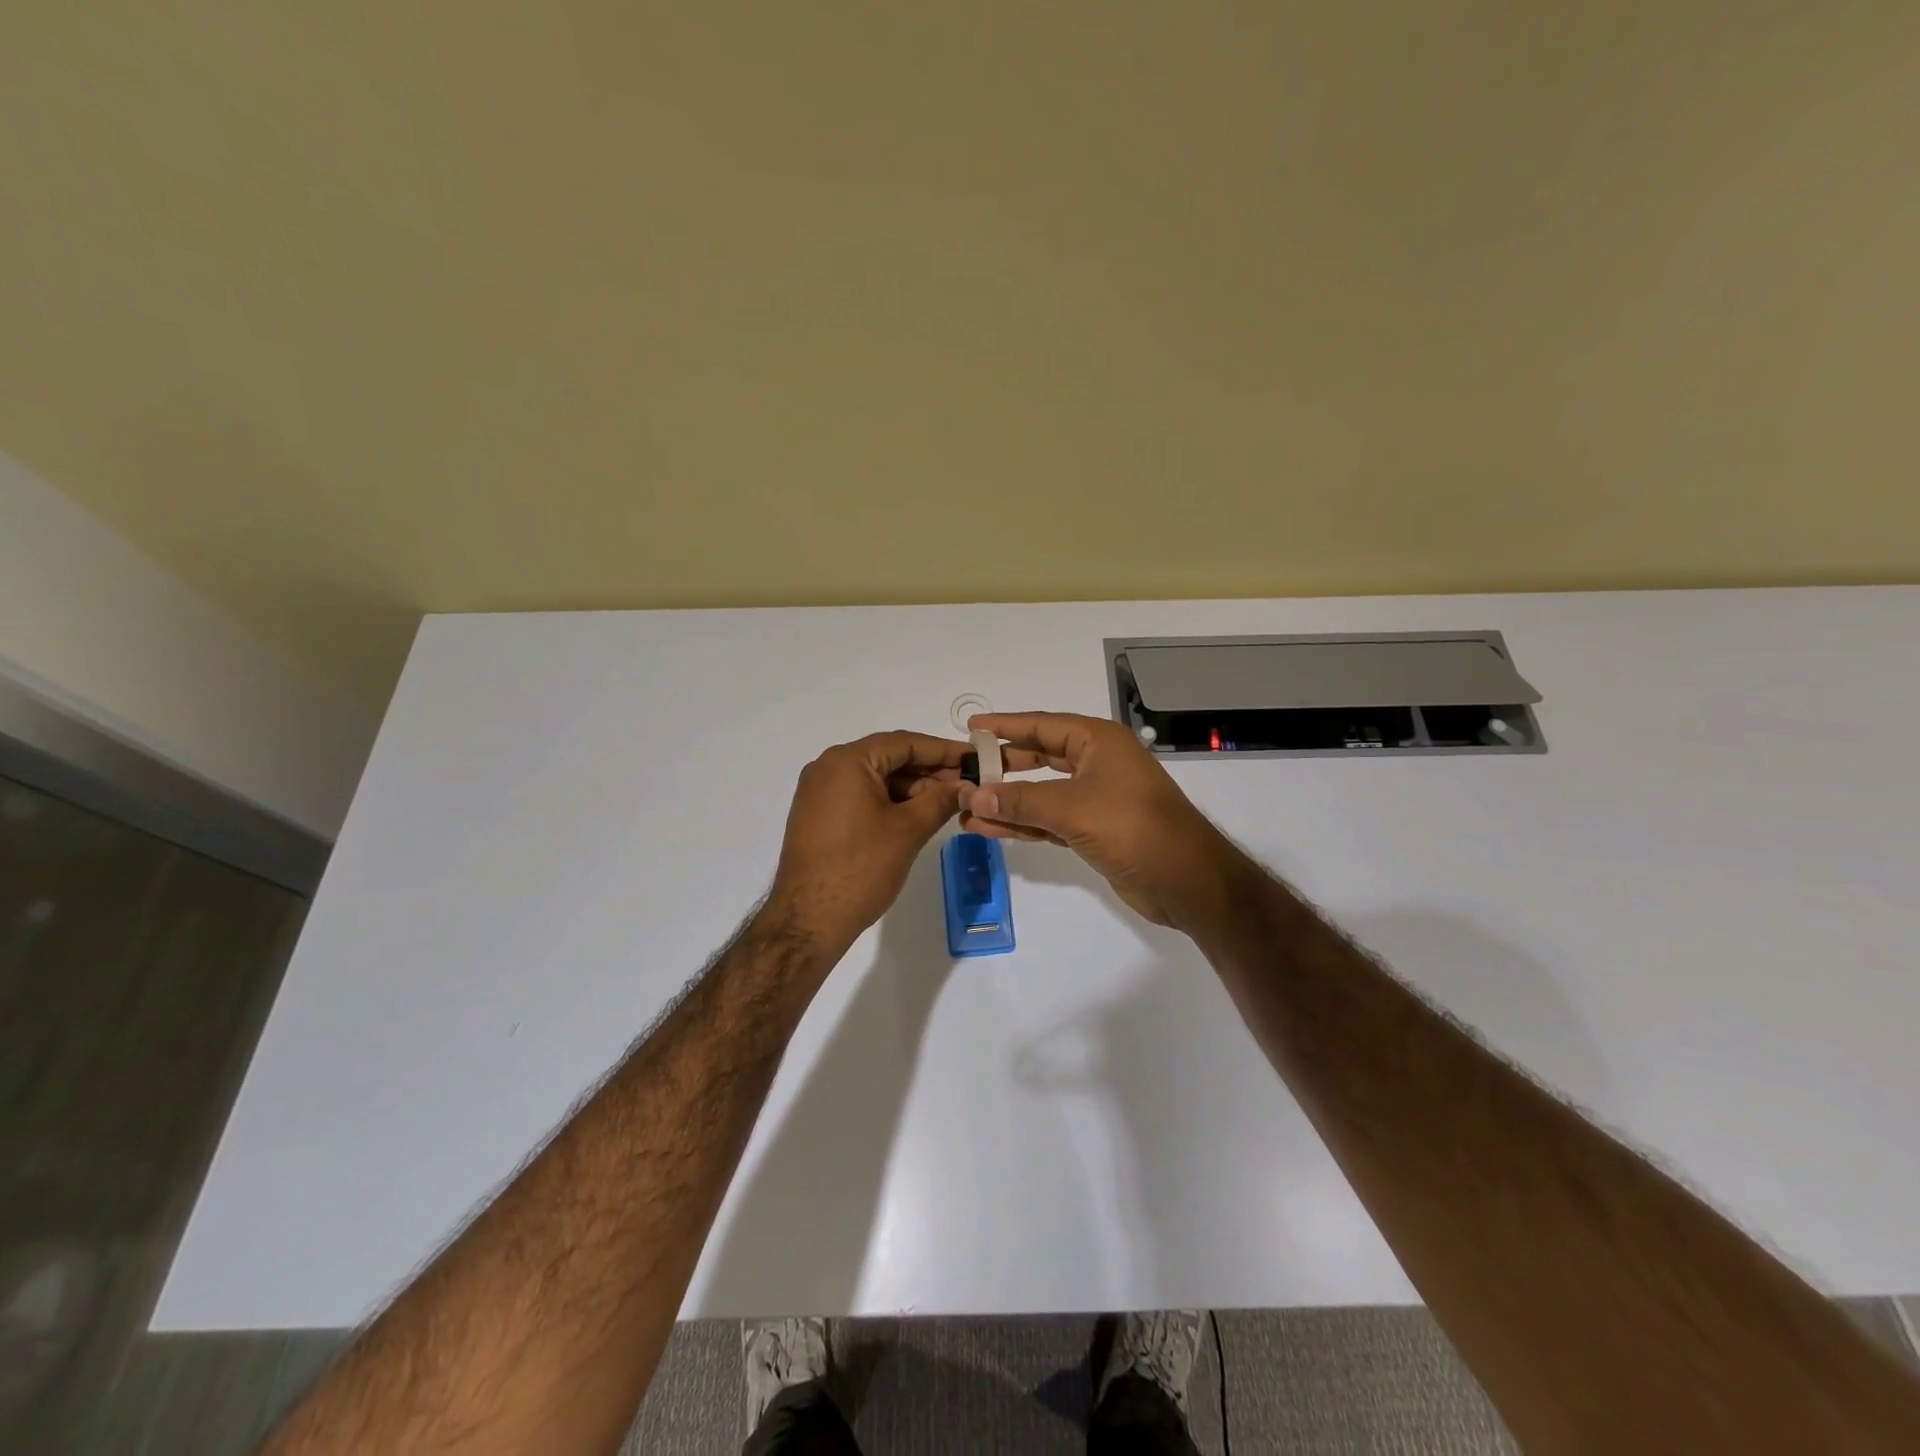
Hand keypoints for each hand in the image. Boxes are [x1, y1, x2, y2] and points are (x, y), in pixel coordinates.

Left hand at [765, 730, 968, 954]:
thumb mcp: (909, 830)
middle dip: (929, 770)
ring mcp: (819, 792)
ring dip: (912, 788)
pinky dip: (890, 801)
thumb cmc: (861, 868)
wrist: (808, 920)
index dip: (943, 750)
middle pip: (889, 757)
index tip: (975, 759)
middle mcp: (828, 767)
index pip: (904, 742)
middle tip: (967, 784)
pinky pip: (861, 795)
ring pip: (876, 778)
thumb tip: (968, 786)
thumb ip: (941, 800)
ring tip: (948, 802)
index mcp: (847, 761)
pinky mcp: (819, 815)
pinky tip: (918, 814)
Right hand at [957, 711, 1249, 929]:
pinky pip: (1048, 820)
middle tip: (963, 773)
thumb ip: (1020, 801)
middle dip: (1001, 768)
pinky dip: (1023, 824)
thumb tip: (971, 797)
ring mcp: (1095, 798)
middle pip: (1038, 758)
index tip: (971, 729)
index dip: (1005, 726)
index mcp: (1097, 741)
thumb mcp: (1071, 808)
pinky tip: (989, 829)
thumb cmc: (1132, 827)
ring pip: (1040, 794)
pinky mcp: (1093, 830)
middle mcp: (1096, 763)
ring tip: (964, 809)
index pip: (1041, 726)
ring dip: (1006, 802)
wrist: (1185, 880)